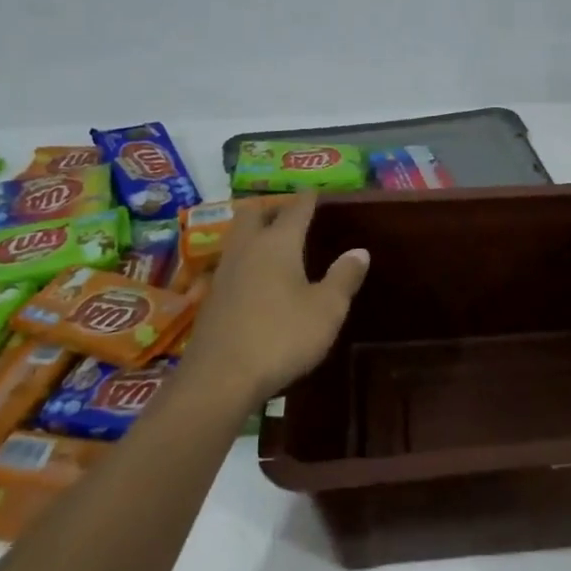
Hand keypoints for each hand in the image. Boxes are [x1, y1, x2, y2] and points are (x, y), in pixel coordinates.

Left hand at [186, 193, 369, 404]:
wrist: (219, 379)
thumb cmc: (281, 337)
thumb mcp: (327, 309)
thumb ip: (343, 277)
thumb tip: (359, 251)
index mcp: (277, 243)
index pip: (295, 208)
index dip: (308, 198)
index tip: (317, 191)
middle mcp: (247, 249)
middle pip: (253, 214)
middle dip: (272, 209)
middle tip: (292, 216)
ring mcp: (224, 273)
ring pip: (238, 238)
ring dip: (255, 234)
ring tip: (275, 245)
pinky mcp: (211, 298)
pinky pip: (231, 265)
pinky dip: (246, 262)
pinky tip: (257, 281)